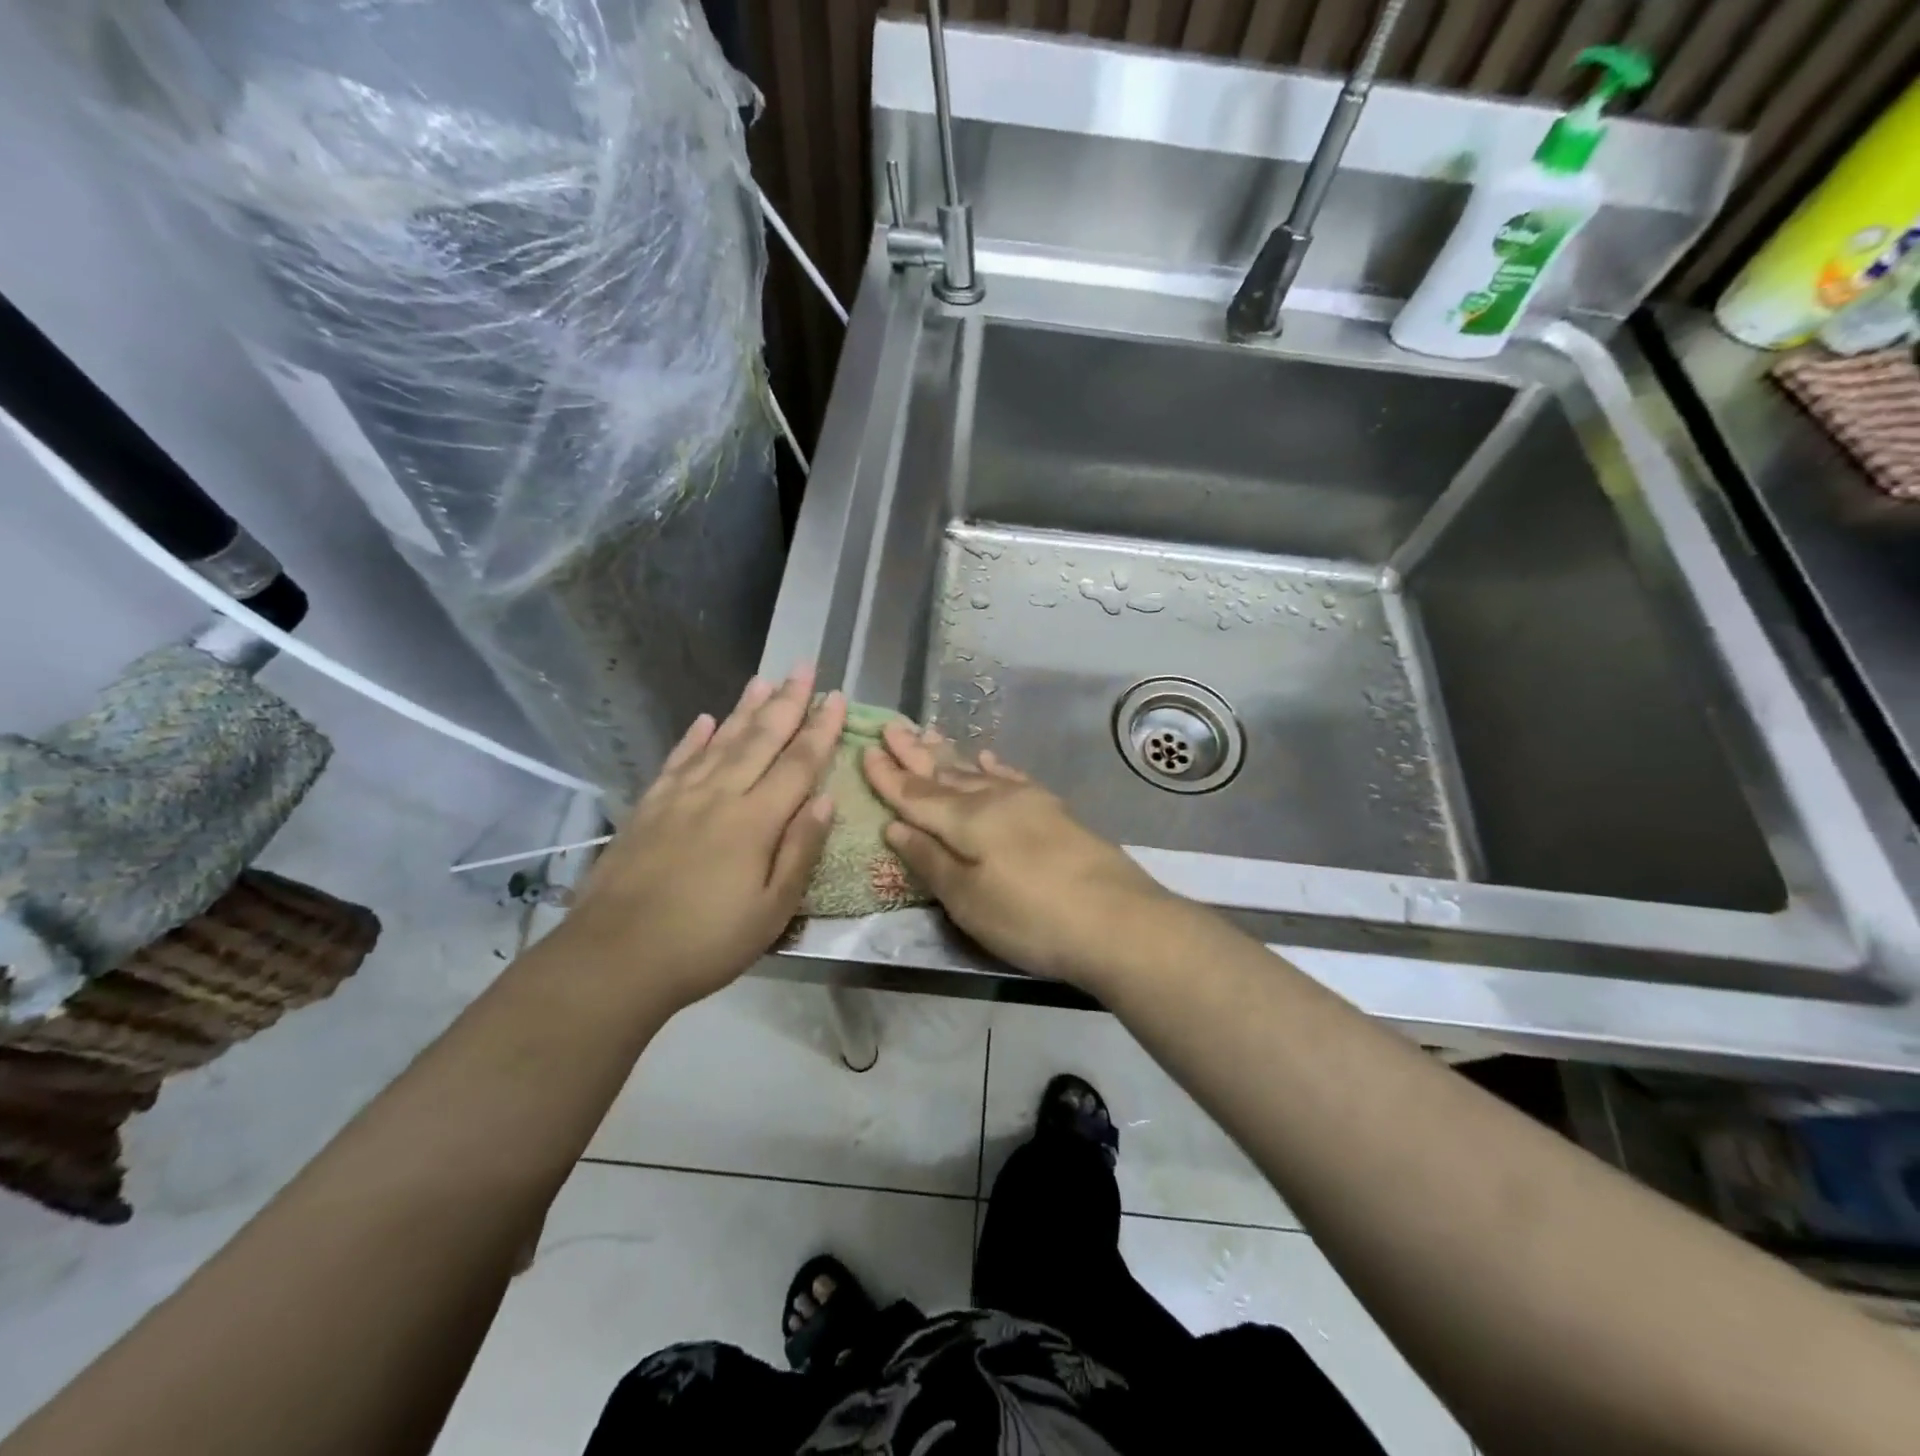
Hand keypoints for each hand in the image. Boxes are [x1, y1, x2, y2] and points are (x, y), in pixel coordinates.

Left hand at [565, 667, 846, 1010]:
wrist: (614, 958)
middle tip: (804, 667)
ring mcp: (679, 798)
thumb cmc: (706, 942)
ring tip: (764, 680)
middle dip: (787, 702)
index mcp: (755, 821)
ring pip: (720, 741)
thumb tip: (825, 800)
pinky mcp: (648, 808)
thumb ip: (800, 850)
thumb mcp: (772, 910)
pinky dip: (695, 738)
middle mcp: (719, 796)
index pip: (798, 764)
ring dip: (745, 709)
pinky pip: (678, 761)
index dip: (821, 729)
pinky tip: (706, 720)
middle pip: (760, 739)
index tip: (837, 697)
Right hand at [862, 723, 1172, 987]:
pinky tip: (988, 760)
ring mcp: (1029, 802)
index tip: (865, 751)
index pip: (916, 794)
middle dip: (915, 753)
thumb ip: (930, 860)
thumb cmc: (1031, 917)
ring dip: (950, 755)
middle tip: (891, 727)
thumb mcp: (968, 900)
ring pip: (977, 772)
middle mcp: (995, 799)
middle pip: (945, 773)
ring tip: (929, 734)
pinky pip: (1013, 779)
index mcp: (966, 819)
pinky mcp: (1054, 813)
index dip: (888, 776)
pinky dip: (995, 768)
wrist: (1119, 921)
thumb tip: (896, 825)